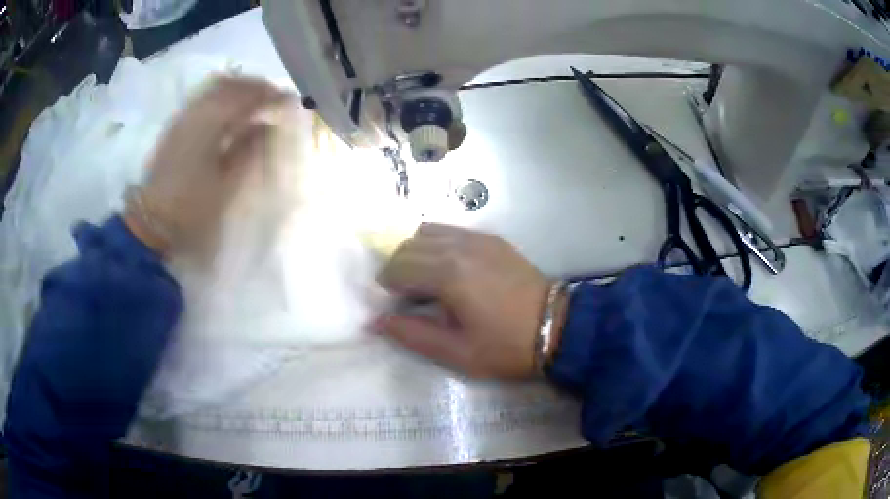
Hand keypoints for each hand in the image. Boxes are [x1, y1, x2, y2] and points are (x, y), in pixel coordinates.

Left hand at [125, 76, 292, 255]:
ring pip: (214, 89)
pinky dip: (222, 98)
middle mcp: (194, 112)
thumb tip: (268, 126)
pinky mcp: (176, 127)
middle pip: (228, 84)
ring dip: (237, 90)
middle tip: (274, 97)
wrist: (152, 223)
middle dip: (253, 86)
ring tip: (255, 103)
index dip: (269, 94)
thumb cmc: (191, 208)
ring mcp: (183, 118)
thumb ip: (248, 150)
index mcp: (209, 124)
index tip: (289, 100)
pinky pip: (204, 100)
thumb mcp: (226, 184)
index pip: (244, 96)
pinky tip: (230, 113)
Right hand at [378, 223, 564, 378]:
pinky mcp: (493, 239)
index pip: (398, 267)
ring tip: (426, 280)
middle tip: (407, 296)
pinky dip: (438, 244)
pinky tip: (449, 268)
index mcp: (448, 274)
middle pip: (409, 245)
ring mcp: (479, 238)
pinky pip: (452, 231)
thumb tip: (376, 322)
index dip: (388, 285)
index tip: (394, 305)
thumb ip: (411, 334)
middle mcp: (459, 246)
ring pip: (428, 231)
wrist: (557, 328)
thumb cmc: (506, 347)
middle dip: (398, 268)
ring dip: (416, 252)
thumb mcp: (456, 352)